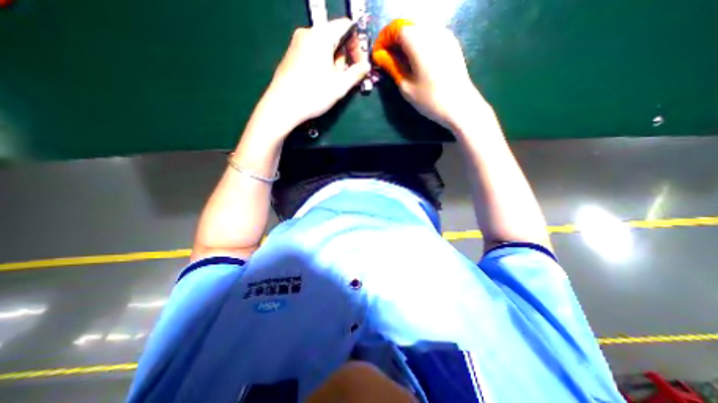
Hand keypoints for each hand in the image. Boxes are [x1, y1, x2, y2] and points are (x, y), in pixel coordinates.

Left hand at [260, 17, 369, 131]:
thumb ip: (356, 73)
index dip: (357, 44)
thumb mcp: (340, 85)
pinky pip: (312, 52)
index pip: (346, 26)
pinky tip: (318, 82)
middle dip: (343, 57)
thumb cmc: (314, 94)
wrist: (283, 105)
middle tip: (343, 78)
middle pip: (334, 37)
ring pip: (323, 47)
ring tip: (330, 83)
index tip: (359, 64)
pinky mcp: (291, 54)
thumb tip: (366, 65)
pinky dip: (321, 64)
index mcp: (321, 35)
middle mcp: (307, 32)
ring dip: (332, 62)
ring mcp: (296, 43)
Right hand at [373, 19, 490, 127]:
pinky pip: (431, 35)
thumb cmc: (430, 99)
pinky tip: (417, 60)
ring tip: (401, 61)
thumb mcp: (406, 86)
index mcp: (418, 40)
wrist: (460, 106)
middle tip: (388, 59)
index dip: (383, 40)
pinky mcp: (452, 43)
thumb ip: (392, 66)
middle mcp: (432, 30)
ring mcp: (445, 35)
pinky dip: (419, 43)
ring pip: (419, 29)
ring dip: (407, 42)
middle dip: (394, 40)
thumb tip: (380, 56)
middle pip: (408, 26)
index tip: (378, 56)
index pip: (396, 29)